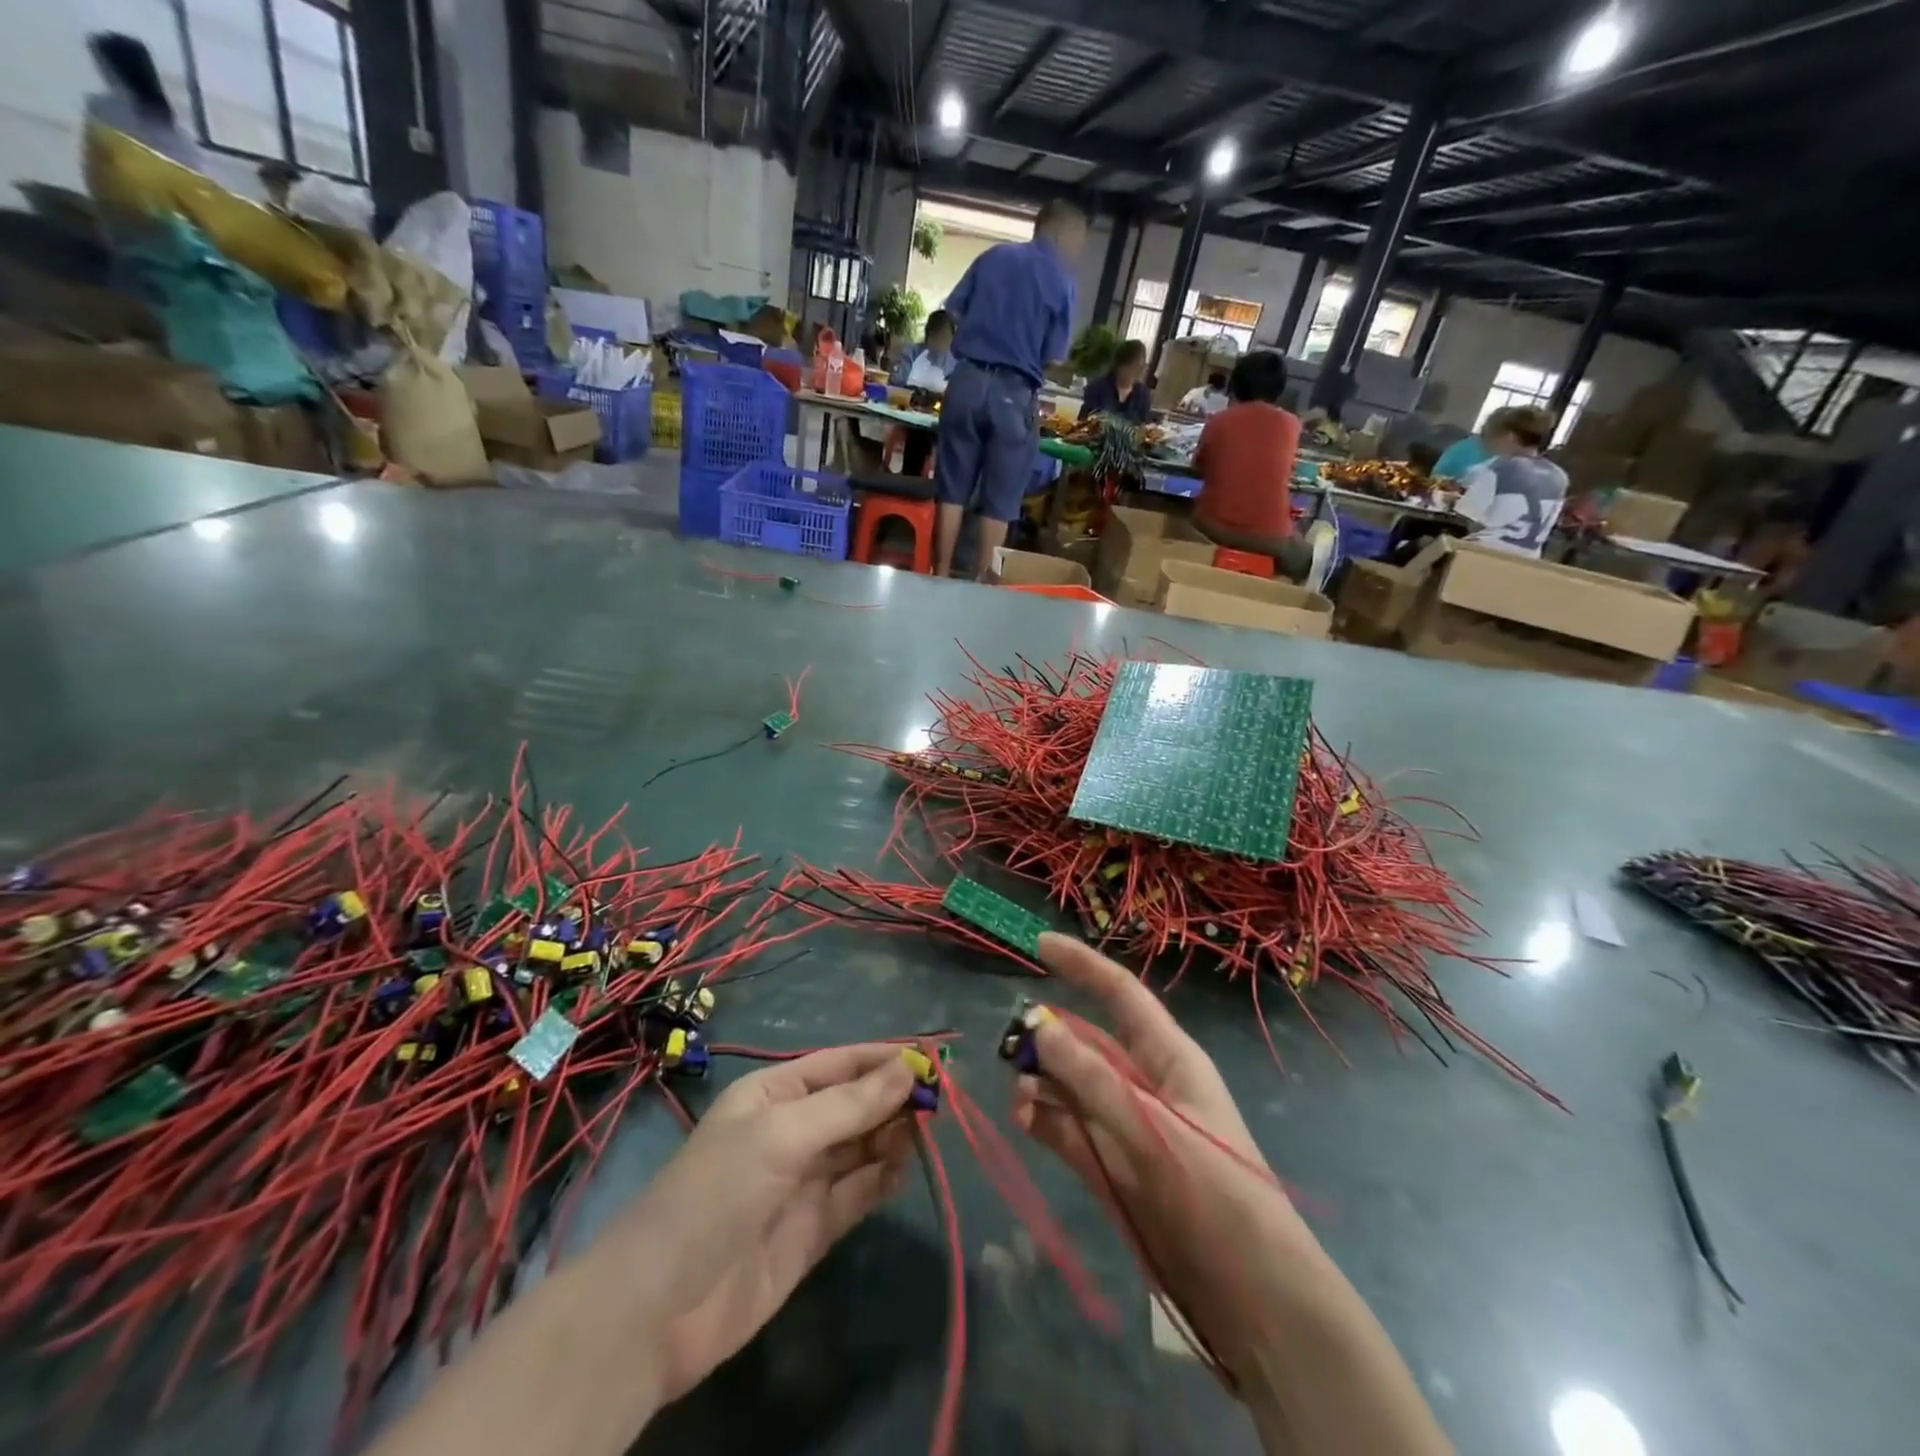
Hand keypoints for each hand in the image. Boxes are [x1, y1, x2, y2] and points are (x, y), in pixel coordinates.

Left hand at [609, 1045, 915, 1411]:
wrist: (659, 1309)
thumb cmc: (718, 1192)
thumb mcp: (782, 1134)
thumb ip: (849, 1105)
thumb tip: (908, 1068)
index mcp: (773, 1095)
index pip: (839, 1064)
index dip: (883, 1059)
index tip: (932, 1057)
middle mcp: (790, 1131)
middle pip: (854, 1104)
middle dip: (893, 1098)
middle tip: (939, 1099)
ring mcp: (802, 1181)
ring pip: (861, 1147)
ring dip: (892, 1136)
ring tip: (926, 1132)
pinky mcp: (812, 1229)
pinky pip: (857, 1192)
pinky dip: (882, 1178)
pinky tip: (904, 1168)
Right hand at [1010, 934, 1325, 1388]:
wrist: (1250, 1295)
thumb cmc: (1214, 1191)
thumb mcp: (1151, 1126)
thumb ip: (1091, 1077)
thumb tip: (1038, 1023)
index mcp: (1168, 1056)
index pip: (1120, 994)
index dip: (1082, 965)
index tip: (1038, 944)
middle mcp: (1143, 1082)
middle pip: (1086, 1040)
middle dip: (1048, 1034)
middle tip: (1010, 1043)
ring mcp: (1124, 1124)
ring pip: (1070, 1084)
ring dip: (1041, 1082)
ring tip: (1019, 1094)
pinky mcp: (1110, 1165)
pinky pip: (1066, 1128)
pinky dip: (1043, 1120)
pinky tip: (1024, 1119)